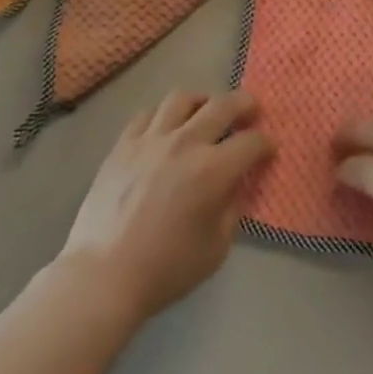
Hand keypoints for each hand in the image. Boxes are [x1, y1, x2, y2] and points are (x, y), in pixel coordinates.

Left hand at [60, 90, 274, 323]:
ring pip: (182, 98)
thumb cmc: (166, 268)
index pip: (251, 142)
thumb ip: (232, 207)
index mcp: (212, 170)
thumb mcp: (216, 247)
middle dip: (244, 104)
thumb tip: (236, 183)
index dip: (265, 143)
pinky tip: (167, 127)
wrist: (104, 275)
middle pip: (222, 105)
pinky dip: (164, 115)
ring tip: (207, 111)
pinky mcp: (123, 144)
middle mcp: (184, 143)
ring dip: (202, 101)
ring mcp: (150, 139)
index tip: (268, 149)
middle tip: (251, 110)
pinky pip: (148, 114)